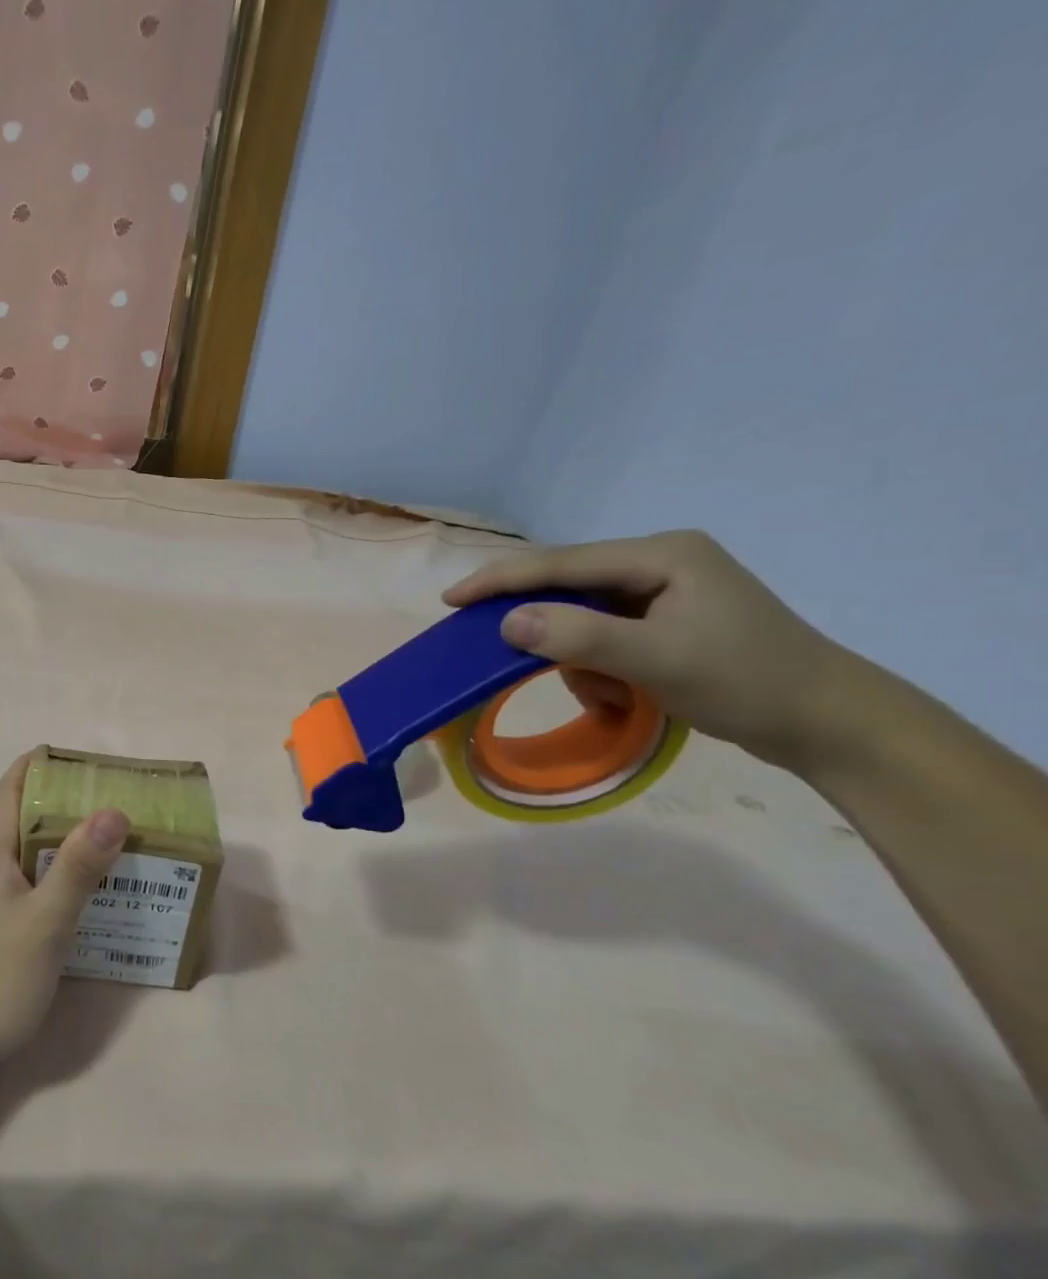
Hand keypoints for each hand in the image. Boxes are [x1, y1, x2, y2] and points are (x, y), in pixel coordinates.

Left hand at [0, 753, 128, 1090]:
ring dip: (45, 829)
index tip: (93, 770)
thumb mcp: (46, 922)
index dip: (49, 765)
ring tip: (92, 840)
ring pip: (8, 840)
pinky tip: (64, 889)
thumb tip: (113, 810)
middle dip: (51, 794)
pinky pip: (9, 870)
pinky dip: (38, 862)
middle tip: (99, 804)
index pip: (13, 782)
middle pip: (8, 805)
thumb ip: (78, 866)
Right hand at [442, 530, 854, 771]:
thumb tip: (509, 621)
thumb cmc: (745, 682)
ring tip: (608, 697)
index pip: (561, 563)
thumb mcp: (656, 659)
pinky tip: (621, 696)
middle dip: (547, 633)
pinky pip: (604, 638)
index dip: (501, 581)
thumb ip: (580, 636)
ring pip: (582, 620)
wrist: (826, 722)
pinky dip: (600, 669)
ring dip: (580, 661)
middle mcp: (659, 563)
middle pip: (569, 589)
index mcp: (661, 555)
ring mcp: (666, 593)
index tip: (451, 600)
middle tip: (505, 658)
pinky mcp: (668, 622)